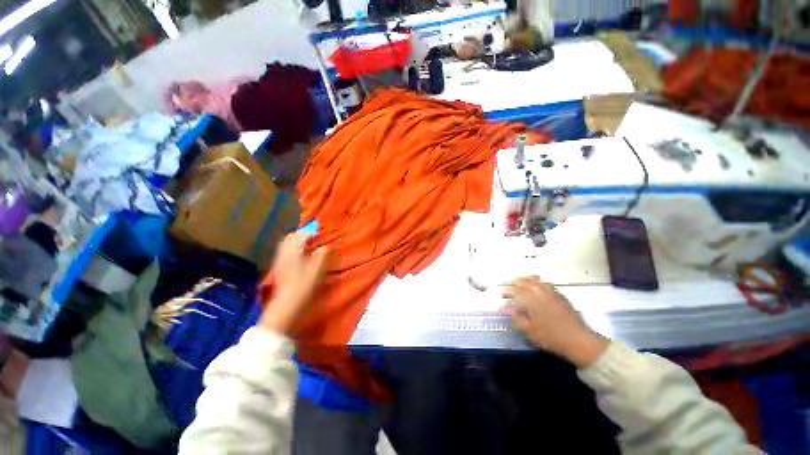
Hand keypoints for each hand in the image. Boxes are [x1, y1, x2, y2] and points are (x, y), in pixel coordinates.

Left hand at [259, 232, 328, 335]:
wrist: (288, 303)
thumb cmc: (305, 285)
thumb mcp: (318, 269)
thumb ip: (322, 255)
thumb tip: (325, 247)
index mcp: (294, 252)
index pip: (300, 235)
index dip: (310, 232)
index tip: (318, 232)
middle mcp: (284, 254)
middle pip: (290, 238)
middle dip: (301, 234)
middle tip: (312, 237)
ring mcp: (279, 261)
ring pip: (285, 245)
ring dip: (295, 241)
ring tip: (306, 245)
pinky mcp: (278, 269)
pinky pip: (284, 252)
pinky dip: (292, 249)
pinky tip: (299, 256)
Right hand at [502, 276, 608, 366]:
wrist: (579, 340)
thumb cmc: (551, 337)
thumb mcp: (529, 330)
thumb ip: (515, 317)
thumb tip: (504, 309)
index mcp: (529, 299)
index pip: (513, 290)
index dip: (506, 292)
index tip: (502, 296)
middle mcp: (538, 291)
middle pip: (523, 281)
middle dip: (514, 285)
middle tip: (510, 291)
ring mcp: (550, 291)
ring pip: (534, 280)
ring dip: (525, 281)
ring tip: (521, 286)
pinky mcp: (559, 294)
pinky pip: (544, 283)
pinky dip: (537, 283)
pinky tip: (537, 288)